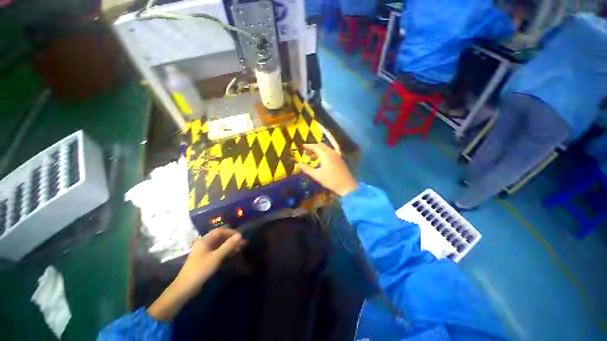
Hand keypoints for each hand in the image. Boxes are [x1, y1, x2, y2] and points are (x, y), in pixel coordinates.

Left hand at [148, 228, 244, 320]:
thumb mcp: (216, 257)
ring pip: (219, 244)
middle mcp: (204, 243)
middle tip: (242, 243)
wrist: (185, 288)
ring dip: (230, 245)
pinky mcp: (205, 259)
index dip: (231, 232)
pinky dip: (225, 251)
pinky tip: (232, 254)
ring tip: (240, 249)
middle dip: (232, 239)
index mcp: (204, 240)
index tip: (240, 237)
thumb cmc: (200, 270)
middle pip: (220, 237)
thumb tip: (240, 235)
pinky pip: (217, 251)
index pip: (220, 231)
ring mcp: (204, 251)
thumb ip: (228, 245)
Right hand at [297, 144, 357, 196]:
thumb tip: (298, 164)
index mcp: (325, 155)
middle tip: (306, 152)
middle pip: (321, 146)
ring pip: (326, 148)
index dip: (308, 146)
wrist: (346, 185)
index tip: (302, 147)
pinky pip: (330, 152)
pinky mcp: (340, 159)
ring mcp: (337, 155)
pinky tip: (321, 161)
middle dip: (313, 147)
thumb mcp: (317, 176)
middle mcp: (331, 152)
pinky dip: (324, 153)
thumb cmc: (330, 180)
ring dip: (318, 150)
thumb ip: (307, 169)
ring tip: (312, 157)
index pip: (315, 146)